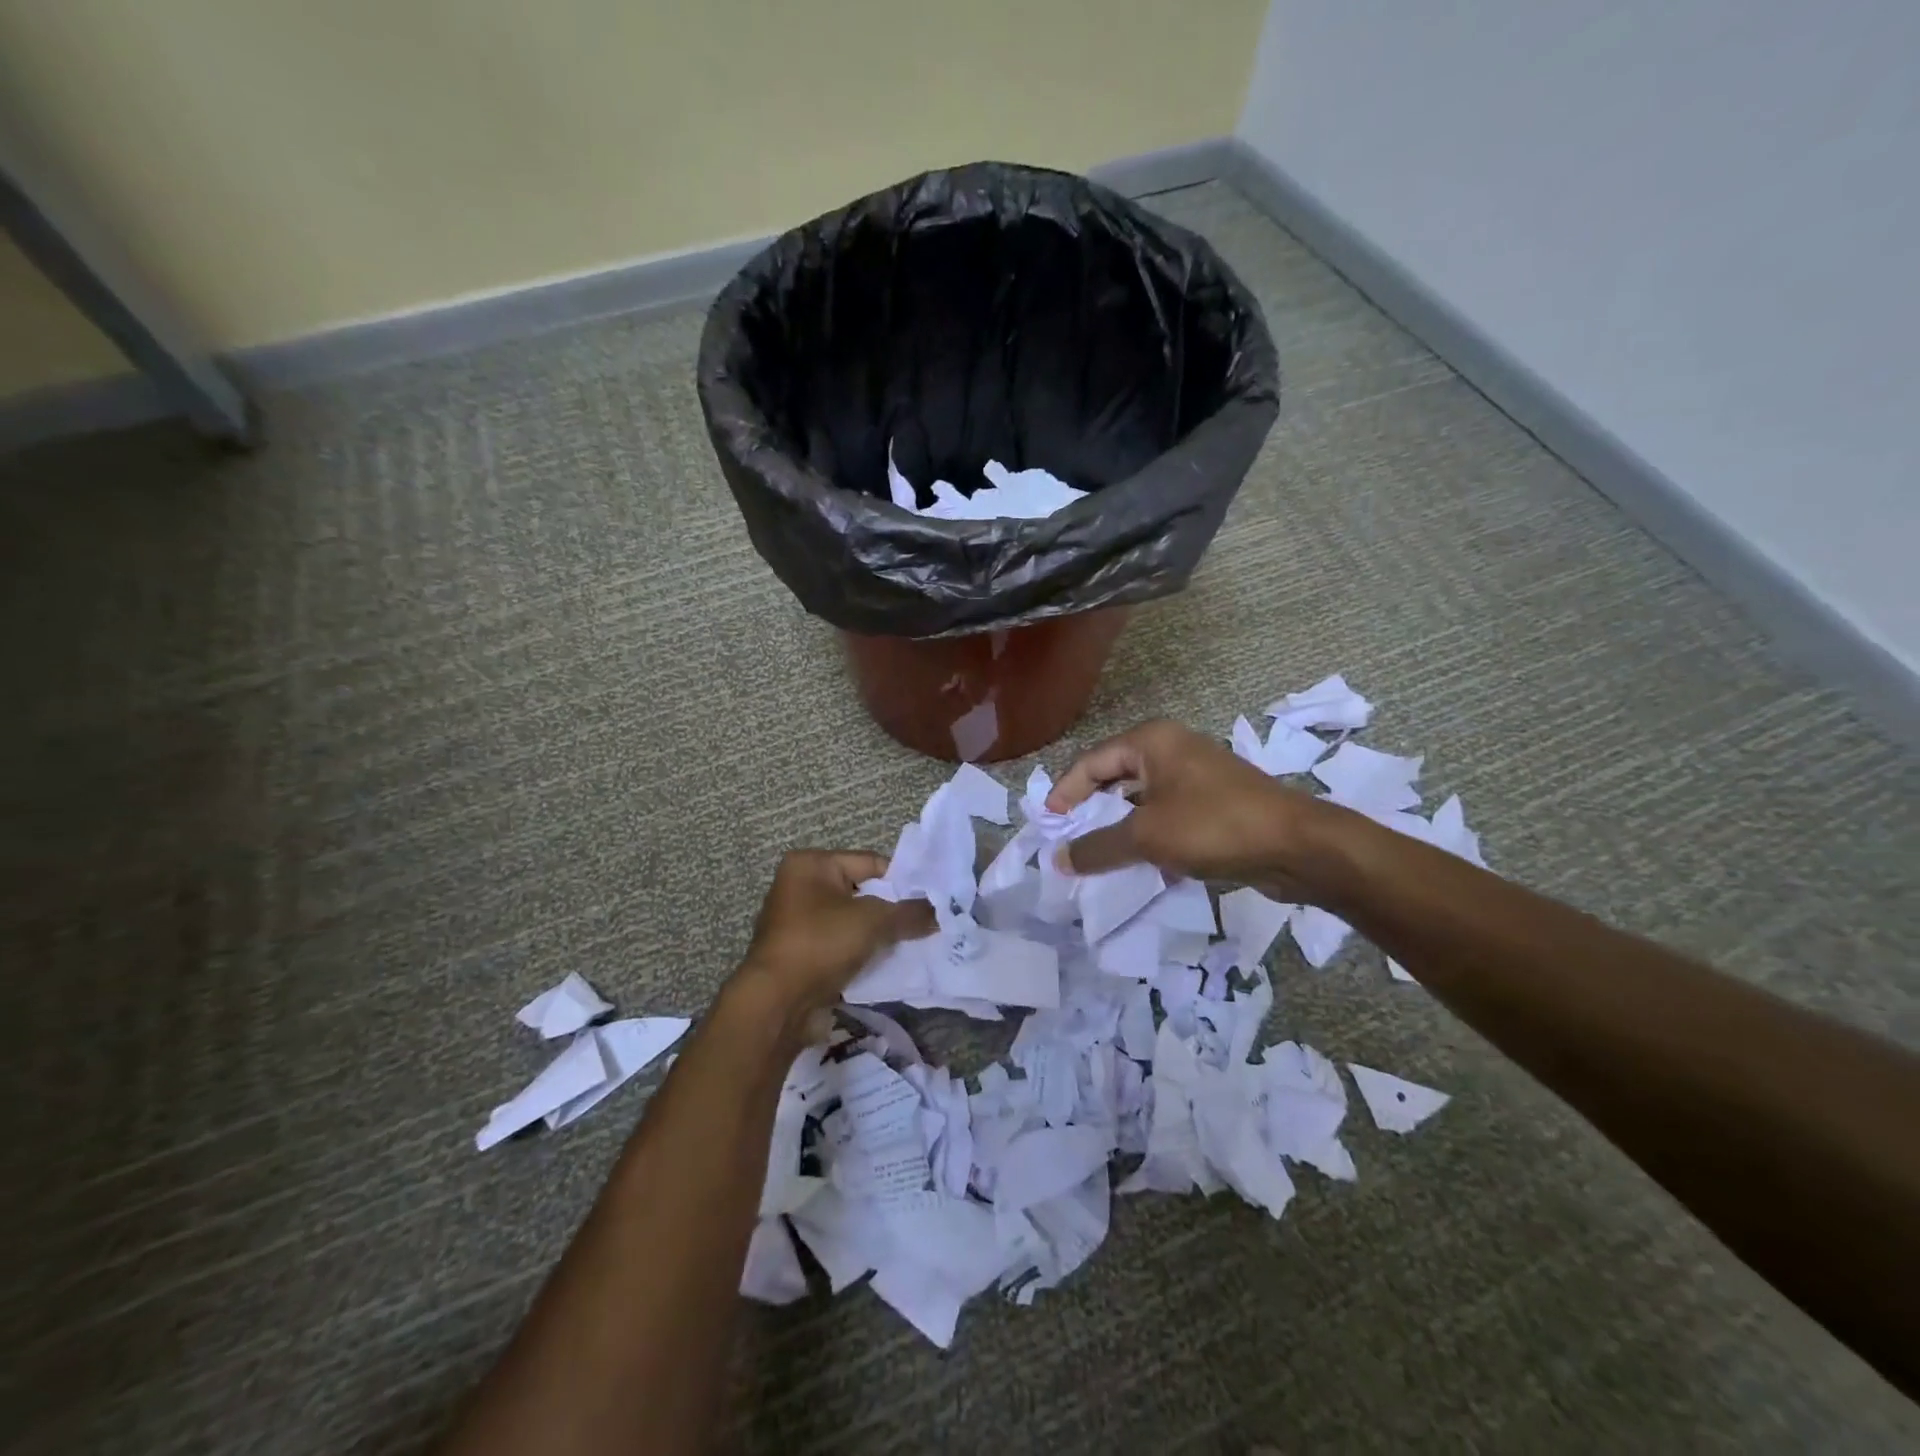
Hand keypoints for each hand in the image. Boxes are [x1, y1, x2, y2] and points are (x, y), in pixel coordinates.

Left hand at [731, 850, 934, 1036]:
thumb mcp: (873, 922)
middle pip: (862, 892)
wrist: (777, 1003)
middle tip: (925, 923)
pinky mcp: (800, 954)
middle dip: (891, 910)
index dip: (902, 881)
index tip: (930, 900)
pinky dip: (861, 953)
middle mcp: (799, 886)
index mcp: (810, 864)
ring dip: (877, 934)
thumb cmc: (821, 944)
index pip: (869, 862)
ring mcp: (797, 922)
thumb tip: (940, 912)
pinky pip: (840, 946)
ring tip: (912, 944)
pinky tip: (887, 964)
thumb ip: (910, 914)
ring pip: (852, 922)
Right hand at [1047, 718, 1329, 896]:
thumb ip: (1097, 847)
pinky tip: (1140, 865)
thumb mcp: (1146, 837)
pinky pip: (1166, 814)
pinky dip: (1148, 836)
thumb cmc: (1214, 826)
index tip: (1048, 826)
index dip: (1066, 793)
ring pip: (1141, 799)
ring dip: (1119, 827)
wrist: (1297, 846)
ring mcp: (1196, 775)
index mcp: (1152, 741)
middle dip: (1090, 811)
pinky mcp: (1214, 802)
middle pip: (1115, 778)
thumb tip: (1057, 860)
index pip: (1091, 762)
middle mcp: (1172, 749)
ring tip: (1097, 857)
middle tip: (1068, 841)